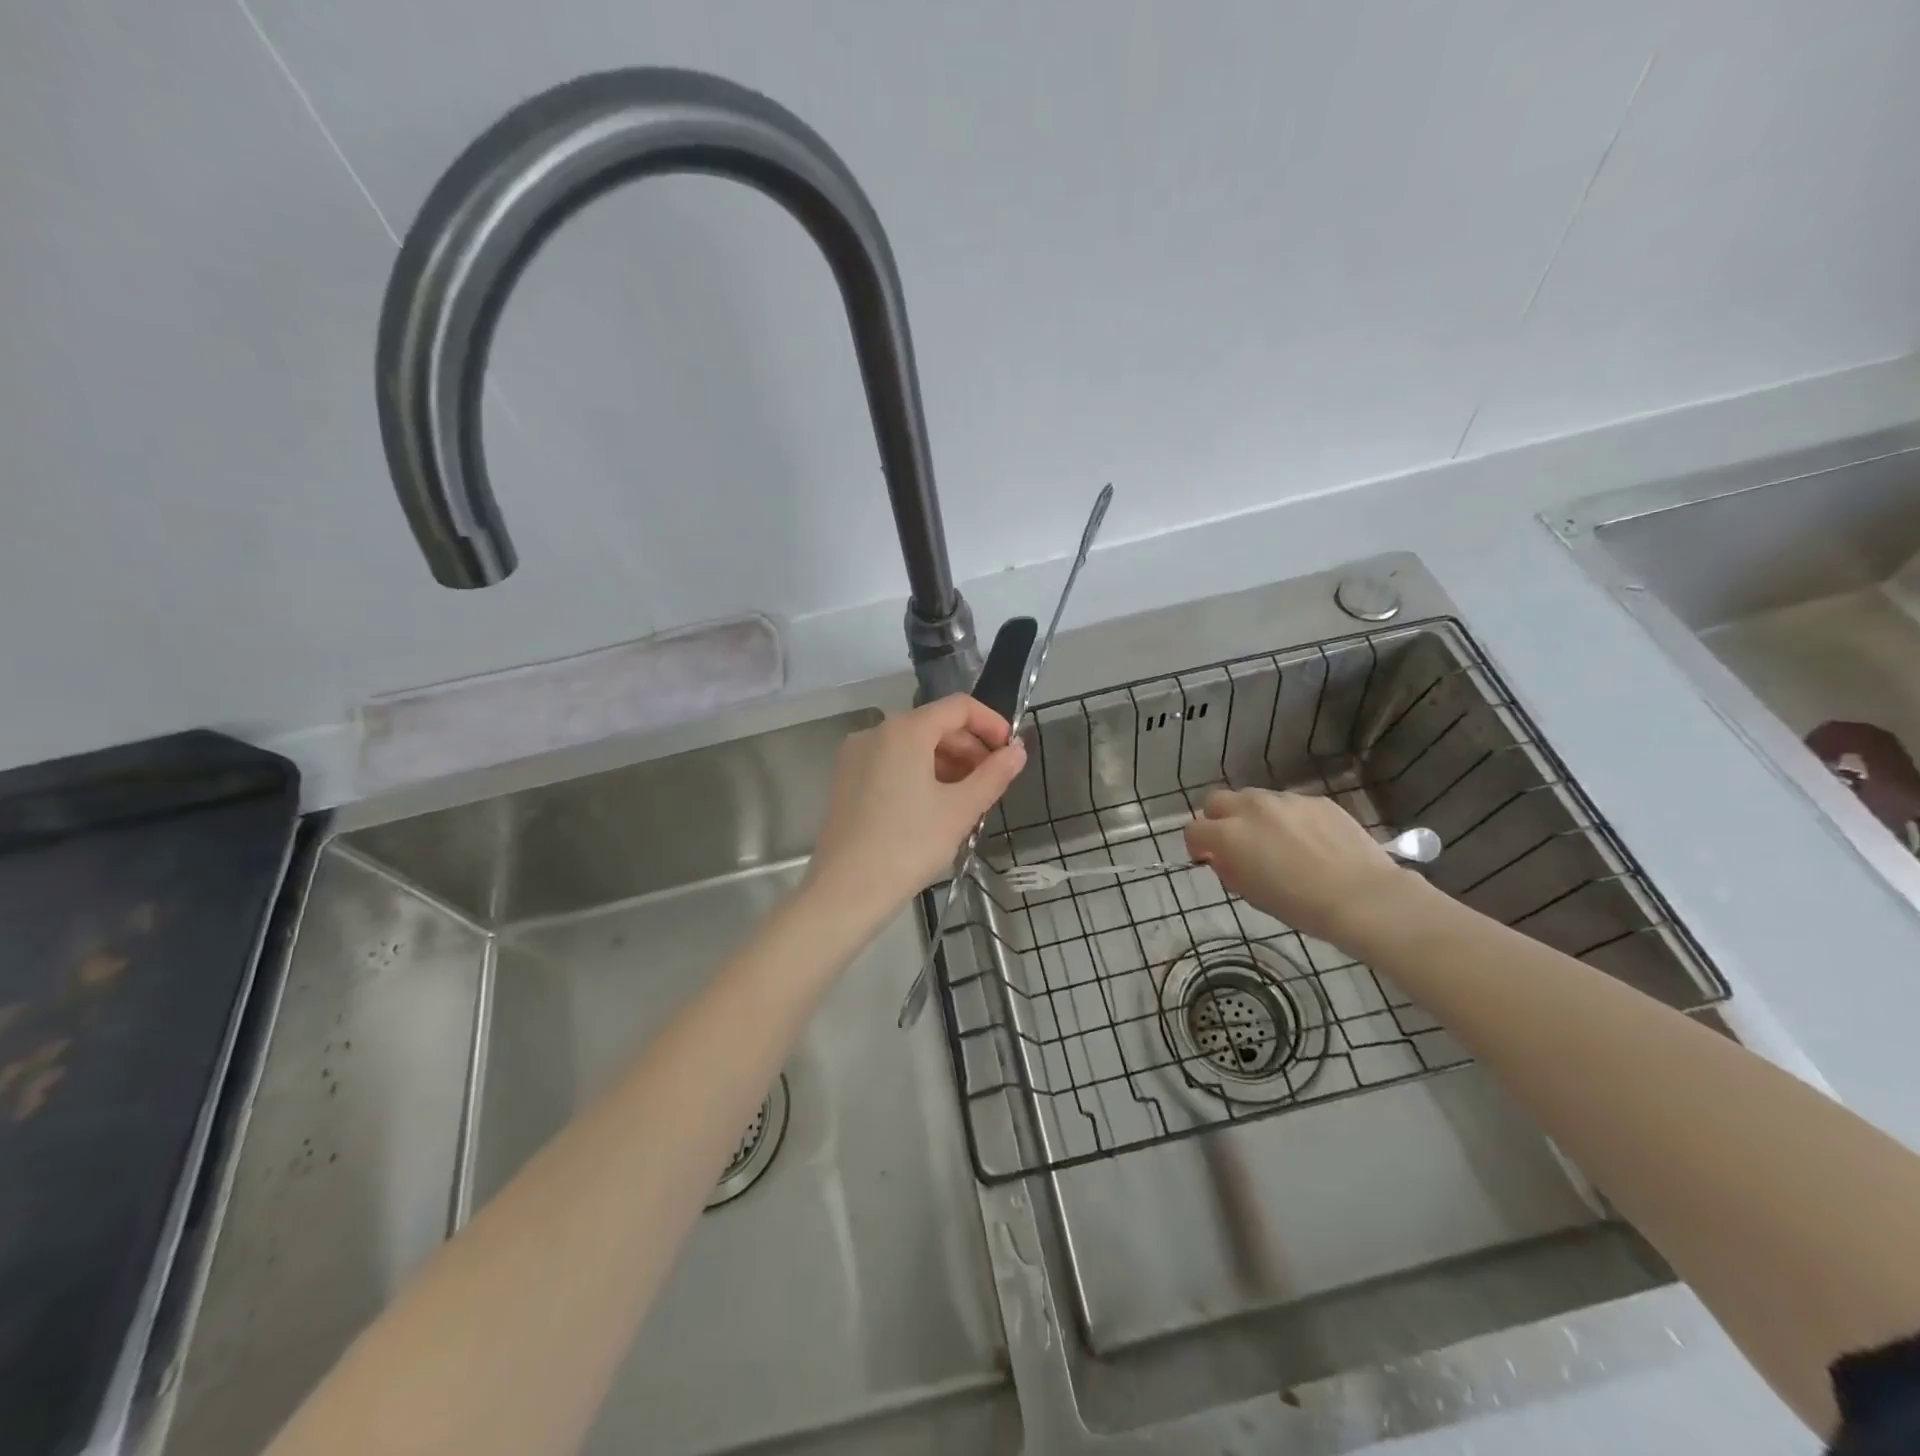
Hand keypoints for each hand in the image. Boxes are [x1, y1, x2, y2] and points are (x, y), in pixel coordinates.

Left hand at [806, 695, 1027, 920]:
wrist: (845, 891)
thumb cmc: (909, 845)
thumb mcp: (960, 810)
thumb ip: (994, 774)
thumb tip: (1018, 750)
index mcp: (904, 730)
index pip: (958, 707)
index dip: (991, 724)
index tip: (1011, 752)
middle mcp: (876, 732)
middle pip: (934, 725)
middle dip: (970, 748)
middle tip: (994, 782)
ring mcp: (856, 756)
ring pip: (913, 746)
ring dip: (947, 763)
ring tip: (969, 799)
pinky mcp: (846, 780)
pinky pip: (892, 763)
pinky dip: (920, 774)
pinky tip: (936, 806)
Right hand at [1183, 788, 1416, 945]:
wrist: (1364, 898)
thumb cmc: (1302, 906)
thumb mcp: (1253, 895)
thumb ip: (1230, 870)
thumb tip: (1223, 858)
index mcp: (1230, 835)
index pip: (1194, 829)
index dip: (1196, 844)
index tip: (1207, 858)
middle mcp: (1252, 808)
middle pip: (1217, 800)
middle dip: (1218, 819)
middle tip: (1234, 842)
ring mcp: (1286, 800)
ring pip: (1255, 798)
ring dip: (1254, 815)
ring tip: (1276, 841)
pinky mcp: (1316, 800)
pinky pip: (1290, 804)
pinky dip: (1288, 818)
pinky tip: (1309, 841)